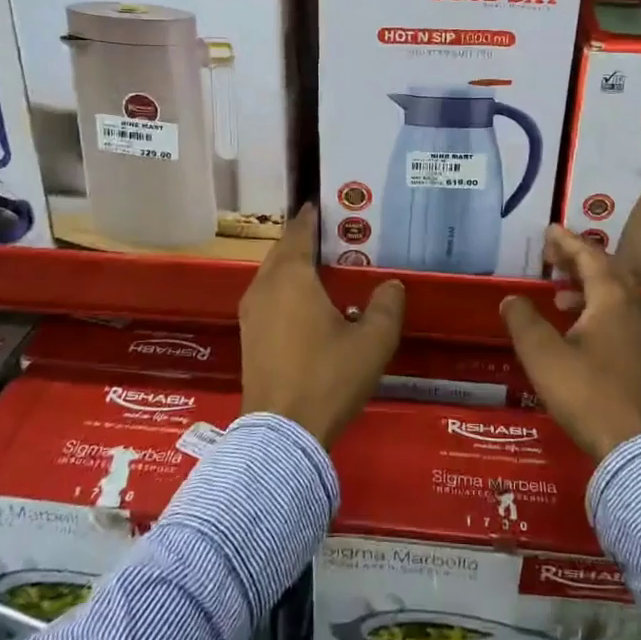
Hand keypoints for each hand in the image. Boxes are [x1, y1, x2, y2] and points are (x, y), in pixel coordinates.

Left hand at [239, 204, 405, 446]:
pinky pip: (268, 297)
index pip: (299, 232)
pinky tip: (309, 304)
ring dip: (294, 266)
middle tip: (335, 236)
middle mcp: (264, 287)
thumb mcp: (372, 342)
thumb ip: (386, 306)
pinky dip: (286, 289)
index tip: (328, 205)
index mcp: (290, 277)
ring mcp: (251, 314)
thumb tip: (392, 285)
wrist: (281, 435)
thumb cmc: (328, 378)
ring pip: (273, 275)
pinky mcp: (248, 337)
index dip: (312, 216)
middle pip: (283, 251)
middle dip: (305, 240)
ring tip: (325, 267)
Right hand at [501, 226, 640, 460]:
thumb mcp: (543, 356)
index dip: (568, 242)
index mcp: (613, 300)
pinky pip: (621, 315)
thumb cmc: (587, 394)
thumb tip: (512, 299)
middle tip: (553, 255)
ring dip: (588, 286)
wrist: (637, 449)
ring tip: (558, 294)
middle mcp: (635, 309)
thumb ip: (523, 321)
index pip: (590, 257)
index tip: (549, 230)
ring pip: (616, 295)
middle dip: (579, 260)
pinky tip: (579, 329)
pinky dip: (598, 308)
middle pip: (608, 271)